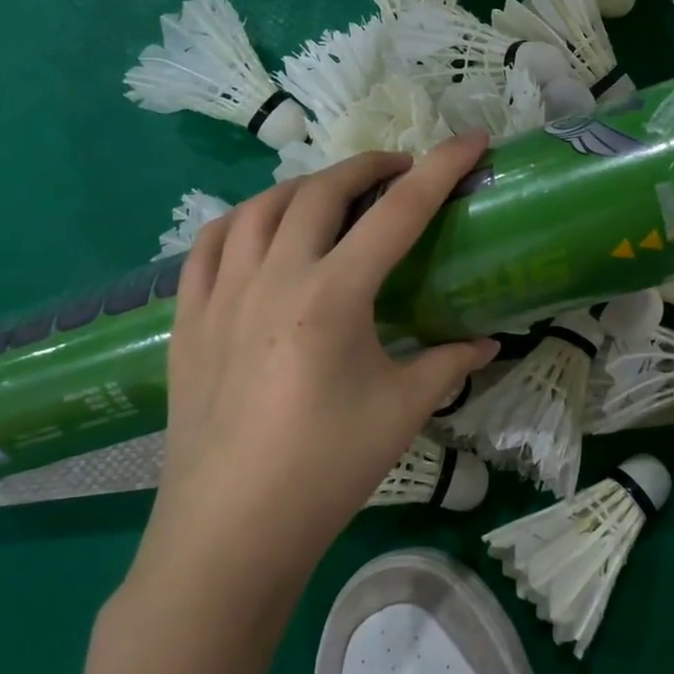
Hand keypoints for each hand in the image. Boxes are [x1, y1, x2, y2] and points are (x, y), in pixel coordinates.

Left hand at [131, 134, 499, 600]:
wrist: (228, 533)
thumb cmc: (325, 470)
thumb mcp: (402, 412)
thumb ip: (448, 364)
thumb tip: (486, 343)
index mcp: (332, 297)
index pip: (398, 213)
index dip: (440, 169)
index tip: (470, 140)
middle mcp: (273, 278)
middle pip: (322, 191)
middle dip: (369, 167)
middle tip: (401, 172)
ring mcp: (220, 294)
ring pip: (260, 206)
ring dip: (306, 187)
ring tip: (335, 197)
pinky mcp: (187, 318)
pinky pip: (210, 243)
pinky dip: (243, 220)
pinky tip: (260, 232)